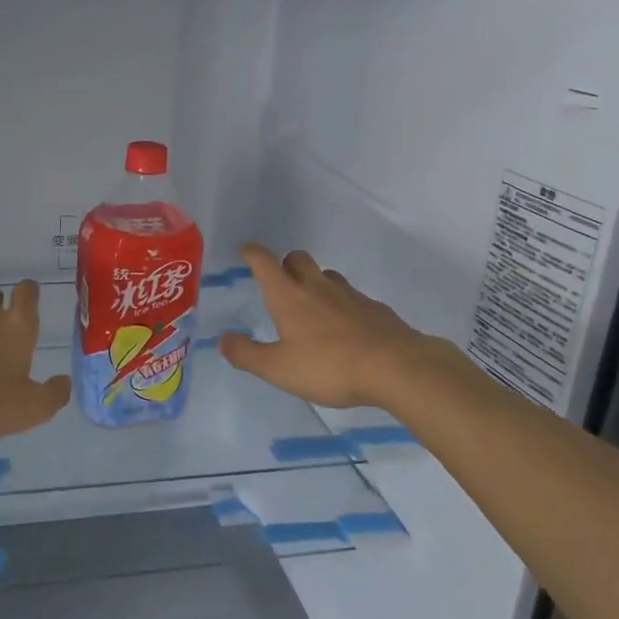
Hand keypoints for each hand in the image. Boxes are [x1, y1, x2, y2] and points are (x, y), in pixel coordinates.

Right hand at [221, 244, 448, 409]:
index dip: (252, 253)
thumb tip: (222, 339)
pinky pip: (352, 297)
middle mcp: (317, 287)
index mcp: (289, 296)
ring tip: (311, 305)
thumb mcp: (278, 369)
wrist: (396, 367)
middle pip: (298, 259)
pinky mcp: (374, 309)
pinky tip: (344, 327)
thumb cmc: (329, 366)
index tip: (244, 249)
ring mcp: (349, 295)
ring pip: (327, 275)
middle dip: (285, 264)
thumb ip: (247, 354)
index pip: (265, 263)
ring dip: (314, 281)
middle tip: (279, 281)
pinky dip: (341, 304)